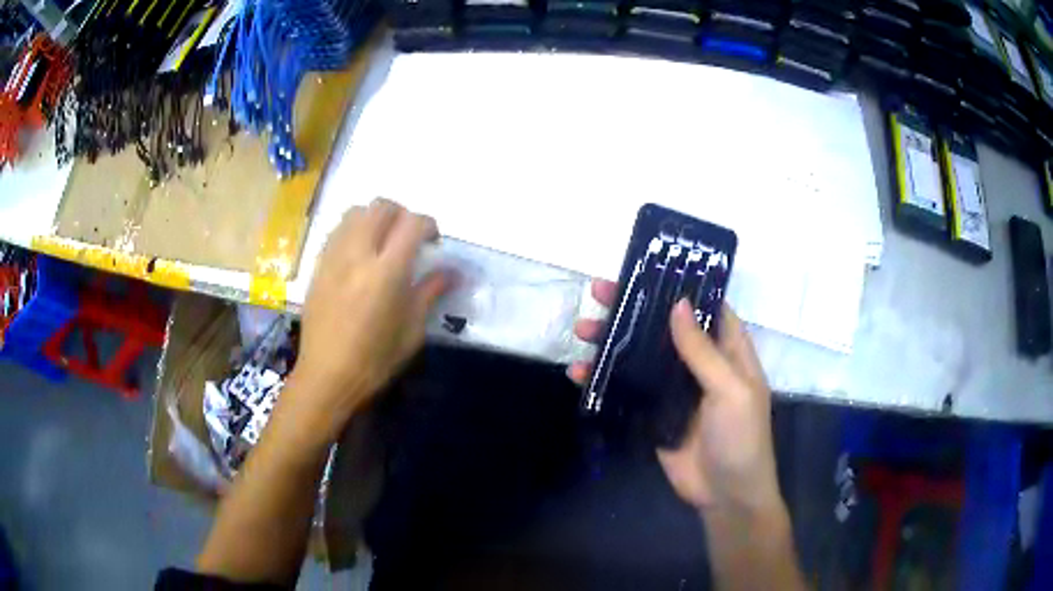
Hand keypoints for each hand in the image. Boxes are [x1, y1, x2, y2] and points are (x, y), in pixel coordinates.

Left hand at [289, 199, 450, 442]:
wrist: (326, 375)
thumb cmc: (374, 360)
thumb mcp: (412, 331)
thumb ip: (431, 292)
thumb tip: (454, 272)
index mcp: (386, 272)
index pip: (412, 223)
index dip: (428, 225)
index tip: (433, 241)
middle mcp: (358, 254)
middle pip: (382, 207)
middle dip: (402, 214)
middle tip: (409, 238)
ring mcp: (334, 257)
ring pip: (355, 212)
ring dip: (375, 218)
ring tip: (382, 242)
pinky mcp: (318, 265)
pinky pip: (337, 230)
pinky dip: (354, 230)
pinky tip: (359, 254)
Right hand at [569, 281, 781, 514]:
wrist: (725, 494)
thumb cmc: (741, 438)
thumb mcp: (730, 390)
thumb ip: (703, 351)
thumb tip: (678, 304)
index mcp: (728, 352)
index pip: (705, 307)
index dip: (680, 286)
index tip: (647, 267)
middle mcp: (700, 364)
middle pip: (664, 327)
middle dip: (633, 308)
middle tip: (598, 292)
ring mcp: (674, 389)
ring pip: (641, 354)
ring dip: (612, 341)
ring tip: (581, 329)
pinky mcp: (653, 412)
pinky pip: (626, 388)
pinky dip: (603, 378)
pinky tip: (578, 372)